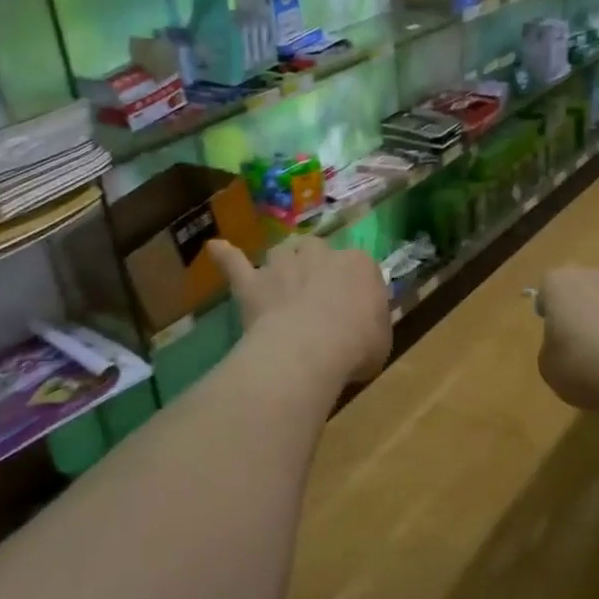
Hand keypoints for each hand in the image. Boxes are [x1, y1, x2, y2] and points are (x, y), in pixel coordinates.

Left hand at [209, 236, 391, 387]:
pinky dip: (226, 256)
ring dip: (284, 264)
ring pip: (283, 251)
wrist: (309, 350)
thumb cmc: (356, 346)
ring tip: (283, 283)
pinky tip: (215, 247)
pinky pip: (235, 263)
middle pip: (319, 251)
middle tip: (318, 297)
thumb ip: (374, 325)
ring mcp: (283, 264)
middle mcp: (322, 253)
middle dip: (318, 268)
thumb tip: (368, 325)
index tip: (354, 310)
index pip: (360, 267)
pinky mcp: (253, 282)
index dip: (355, 288)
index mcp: (360, 264)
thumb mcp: (383, 340)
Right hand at [535, 266, 598, 418]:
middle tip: (583, 349)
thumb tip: (564, 347)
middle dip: (583, 315)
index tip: (556, 338)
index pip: (547, 291)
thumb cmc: (590, 366)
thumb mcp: (550, 370)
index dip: (550, 314)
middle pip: (583, 292)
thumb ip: (551, 351)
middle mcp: (597, 275)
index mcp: (561, 284)